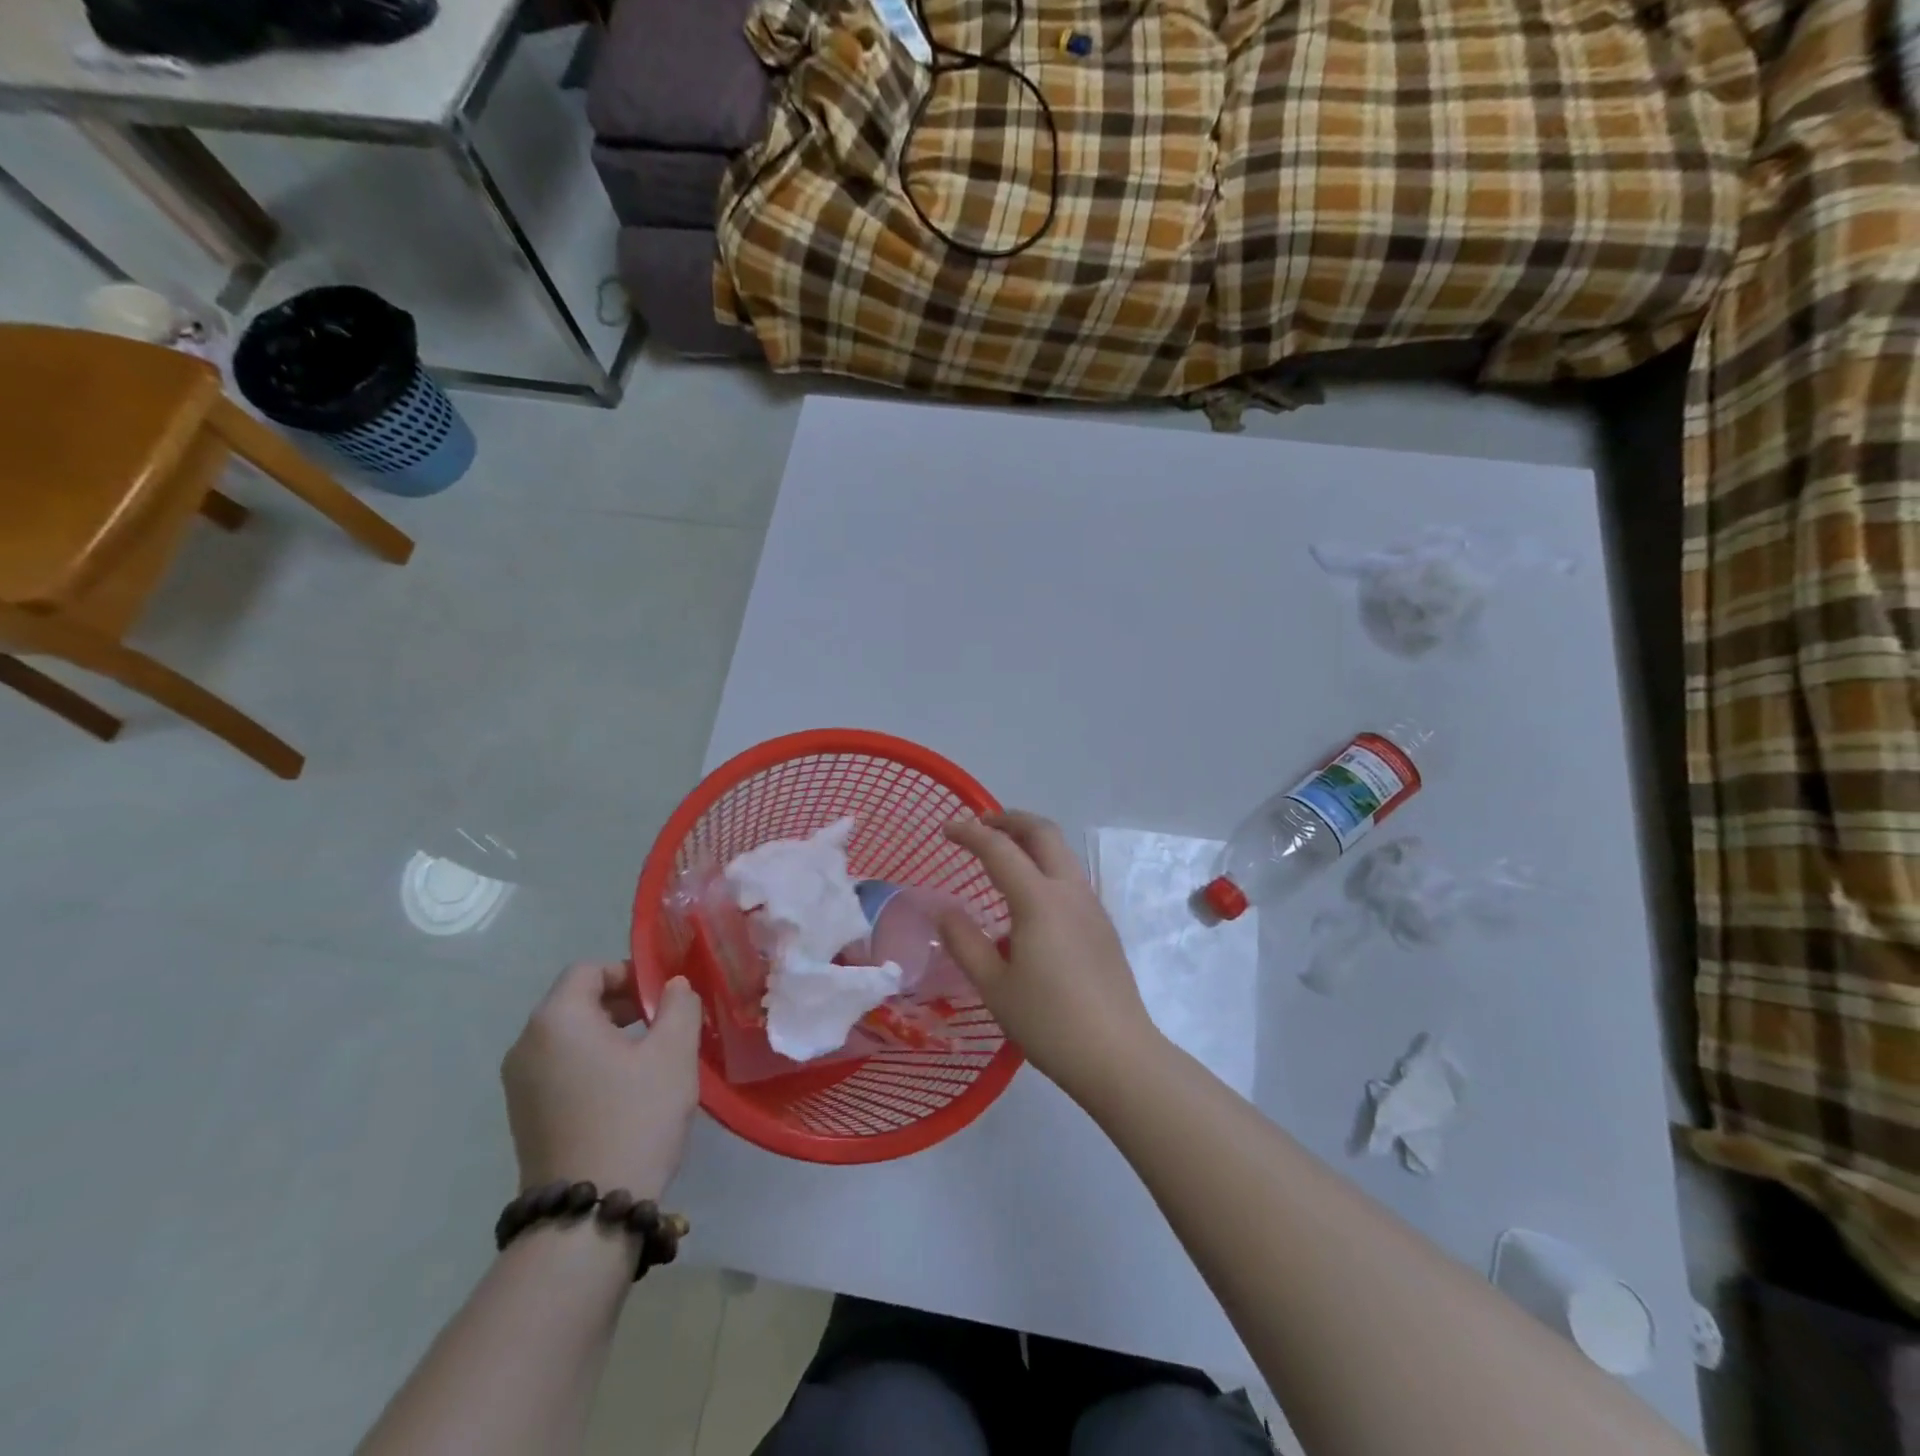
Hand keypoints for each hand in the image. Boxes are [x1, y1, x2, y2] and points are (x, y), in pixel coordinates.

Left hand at [501, 963, 701, 1199]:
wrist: (588, 1214)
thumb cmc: (634, 1117)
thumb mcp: (673, 1053)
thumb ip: (679, 1006)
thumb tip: (673, 987)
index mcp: (557, 1020)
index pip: (589, 970)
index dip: (629, 973)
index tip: (663, 997)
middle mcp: (527, 1045)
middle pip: (576, 1001)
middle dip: (622, 1003)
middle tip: (664, 1023)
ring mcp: (519, 1084)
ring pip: (569, 1036)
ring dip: (609, 1034)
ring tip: (650, 1057)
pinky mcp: (524, 1116)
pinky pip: (560, 1067)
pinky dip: (592, 1063)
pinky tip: (625, 1090)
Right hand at [935, 811, 1160, 1103]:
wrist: (1118, 1055)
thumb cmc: (1048, 1022)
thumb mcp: (994, 986)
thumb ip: (965, 942)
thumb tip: (943, 909)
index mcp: (1039, 900)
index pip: (999, 849)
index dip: (969, 833)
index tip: (945, 828)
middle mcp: (1069, 891)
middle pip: (1042, 832)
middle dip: (1009, 819)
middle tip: (980, 824)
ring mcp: (1091, 905)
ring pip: (1061, 851)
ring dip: (1030, 839)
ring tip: (1002, 852)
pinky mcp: (1102, 924)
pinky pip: (1070, 876)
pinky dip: (1045, 863)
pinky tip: (1029, 895)